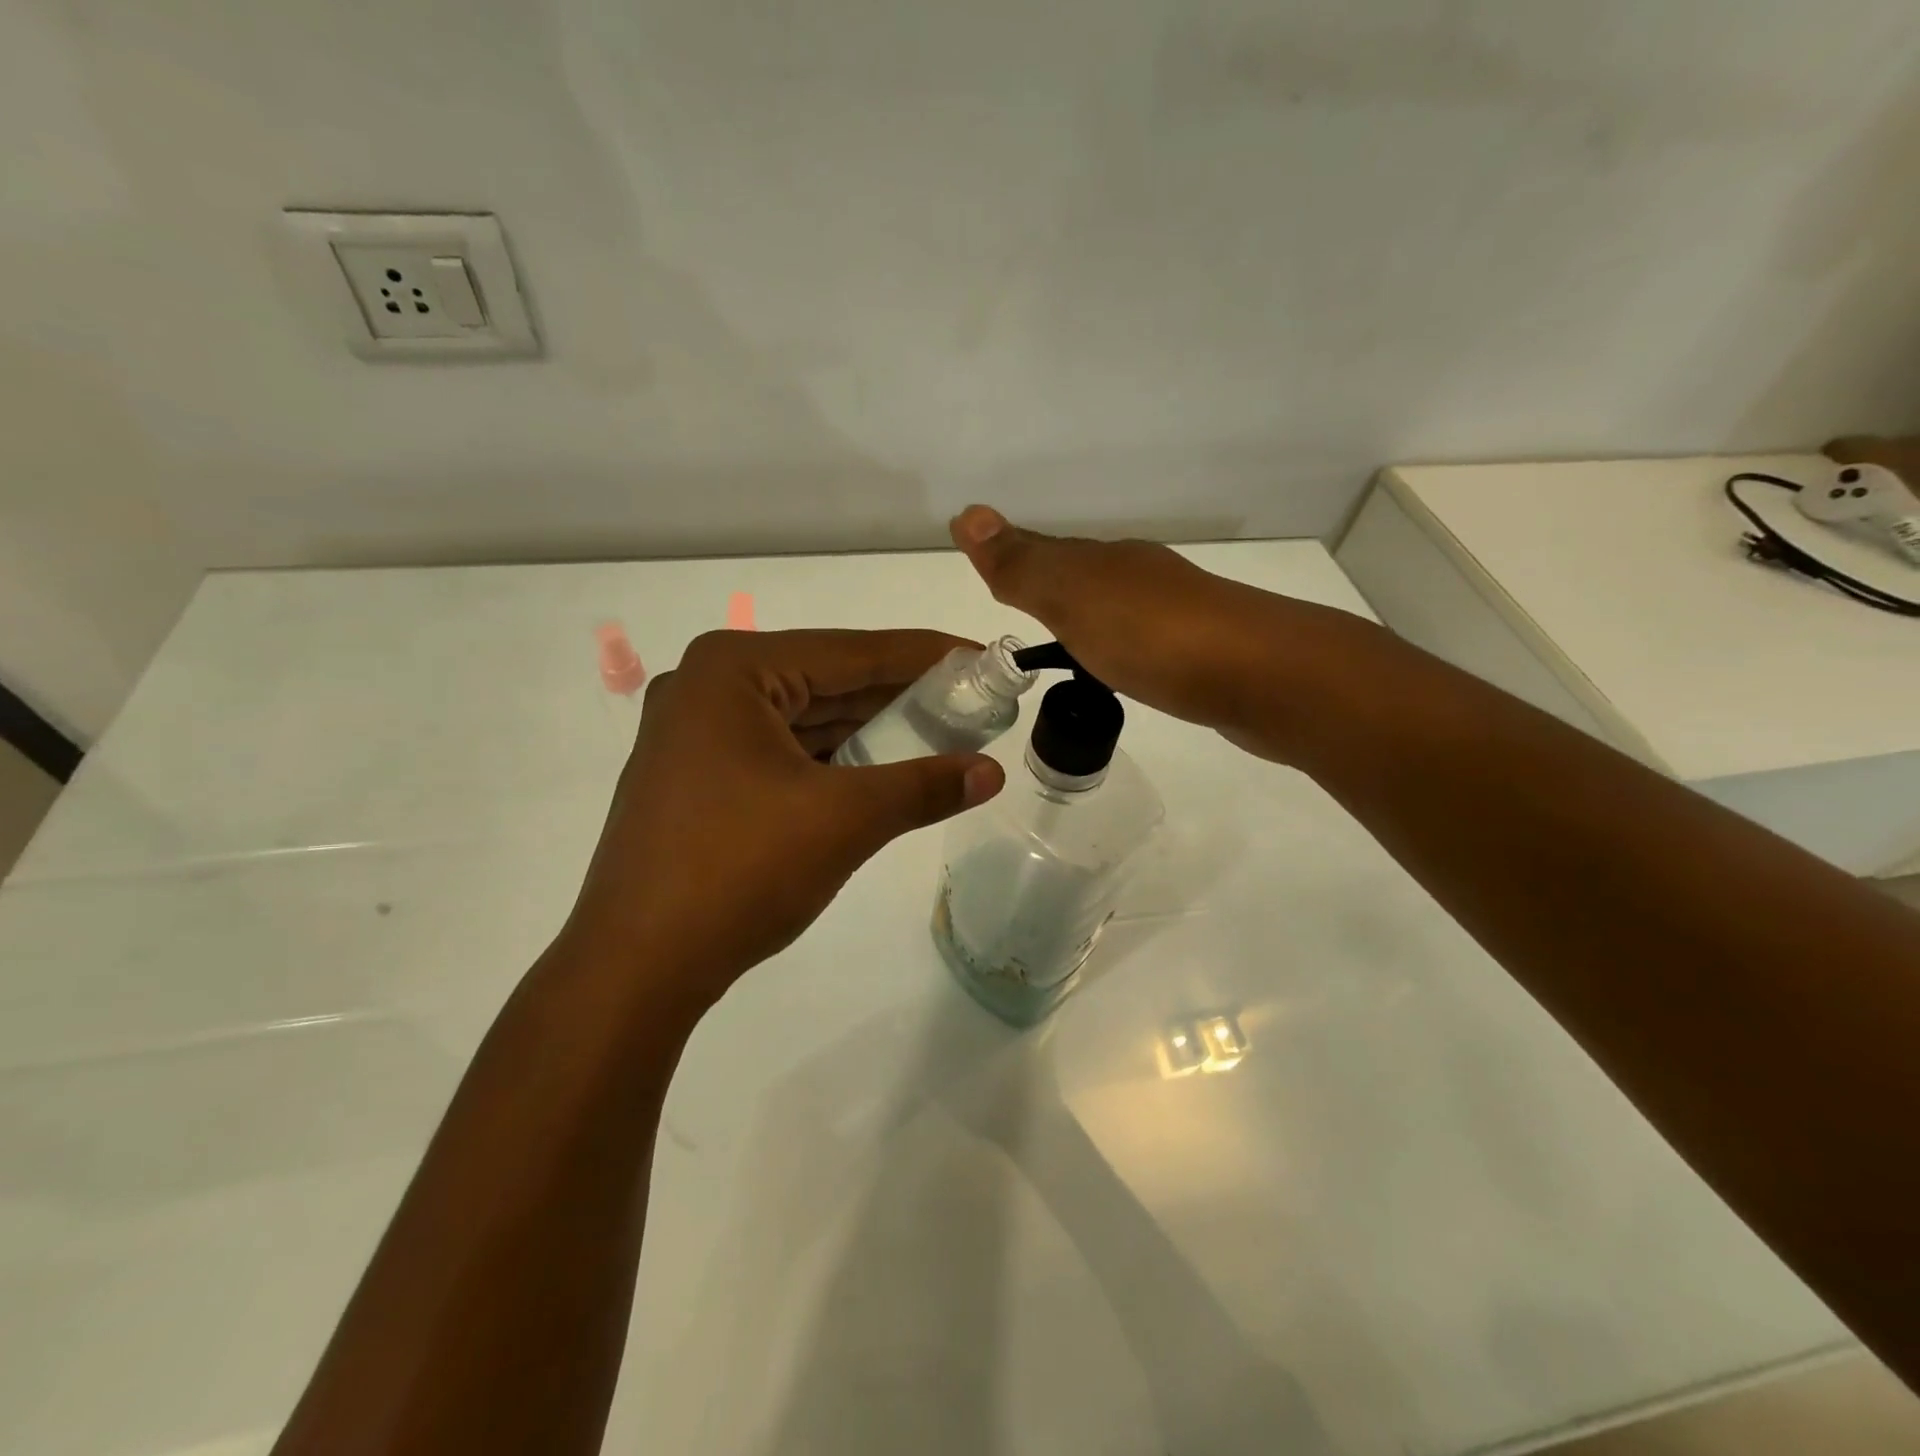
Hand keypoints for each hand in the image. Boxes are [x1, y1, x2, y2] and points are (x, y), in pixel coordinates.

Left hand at [559, 629, 1004, 1021]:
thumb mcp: (845, 820)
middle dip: (899, 694)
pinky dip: (831, 758)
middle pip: (825, 680)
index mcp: (733, 670)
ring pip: (803, 718)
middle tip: (970, 699)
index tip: (982, 658)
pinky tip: (878, 766)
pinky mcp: (695, 777)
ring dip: (867, 728)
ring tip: (938, 731)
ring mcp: (694, 734)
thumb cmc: (739, 872)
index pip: (851, 652)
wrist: (635, 967)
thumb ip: (924, 786)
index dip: (925, 655)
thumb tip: (993, 773)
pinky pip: (780, 751)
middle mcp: (707, 687)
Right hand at [948, 505, 1385, 762]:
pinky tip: (1125, 671)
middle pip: (1084, 578)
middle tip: (1020, 611)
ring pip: (1118, 609)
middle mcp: (1143, 578)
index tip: (990, 574)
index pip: (1047, 555)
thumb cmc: (1154, 636)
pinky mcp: (1204, 654)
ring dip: (1090, 620)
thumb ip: (1022, 565)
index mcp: (1108, 562)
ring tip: (1065, 646)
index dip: (1014, 562)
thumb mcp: (1074, 598)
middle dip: (1051, 588)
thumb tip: (966, 513)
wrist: (1265, 678)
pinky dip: (1123, 649)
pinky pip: (1146, 643)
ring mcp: (1179, 615)